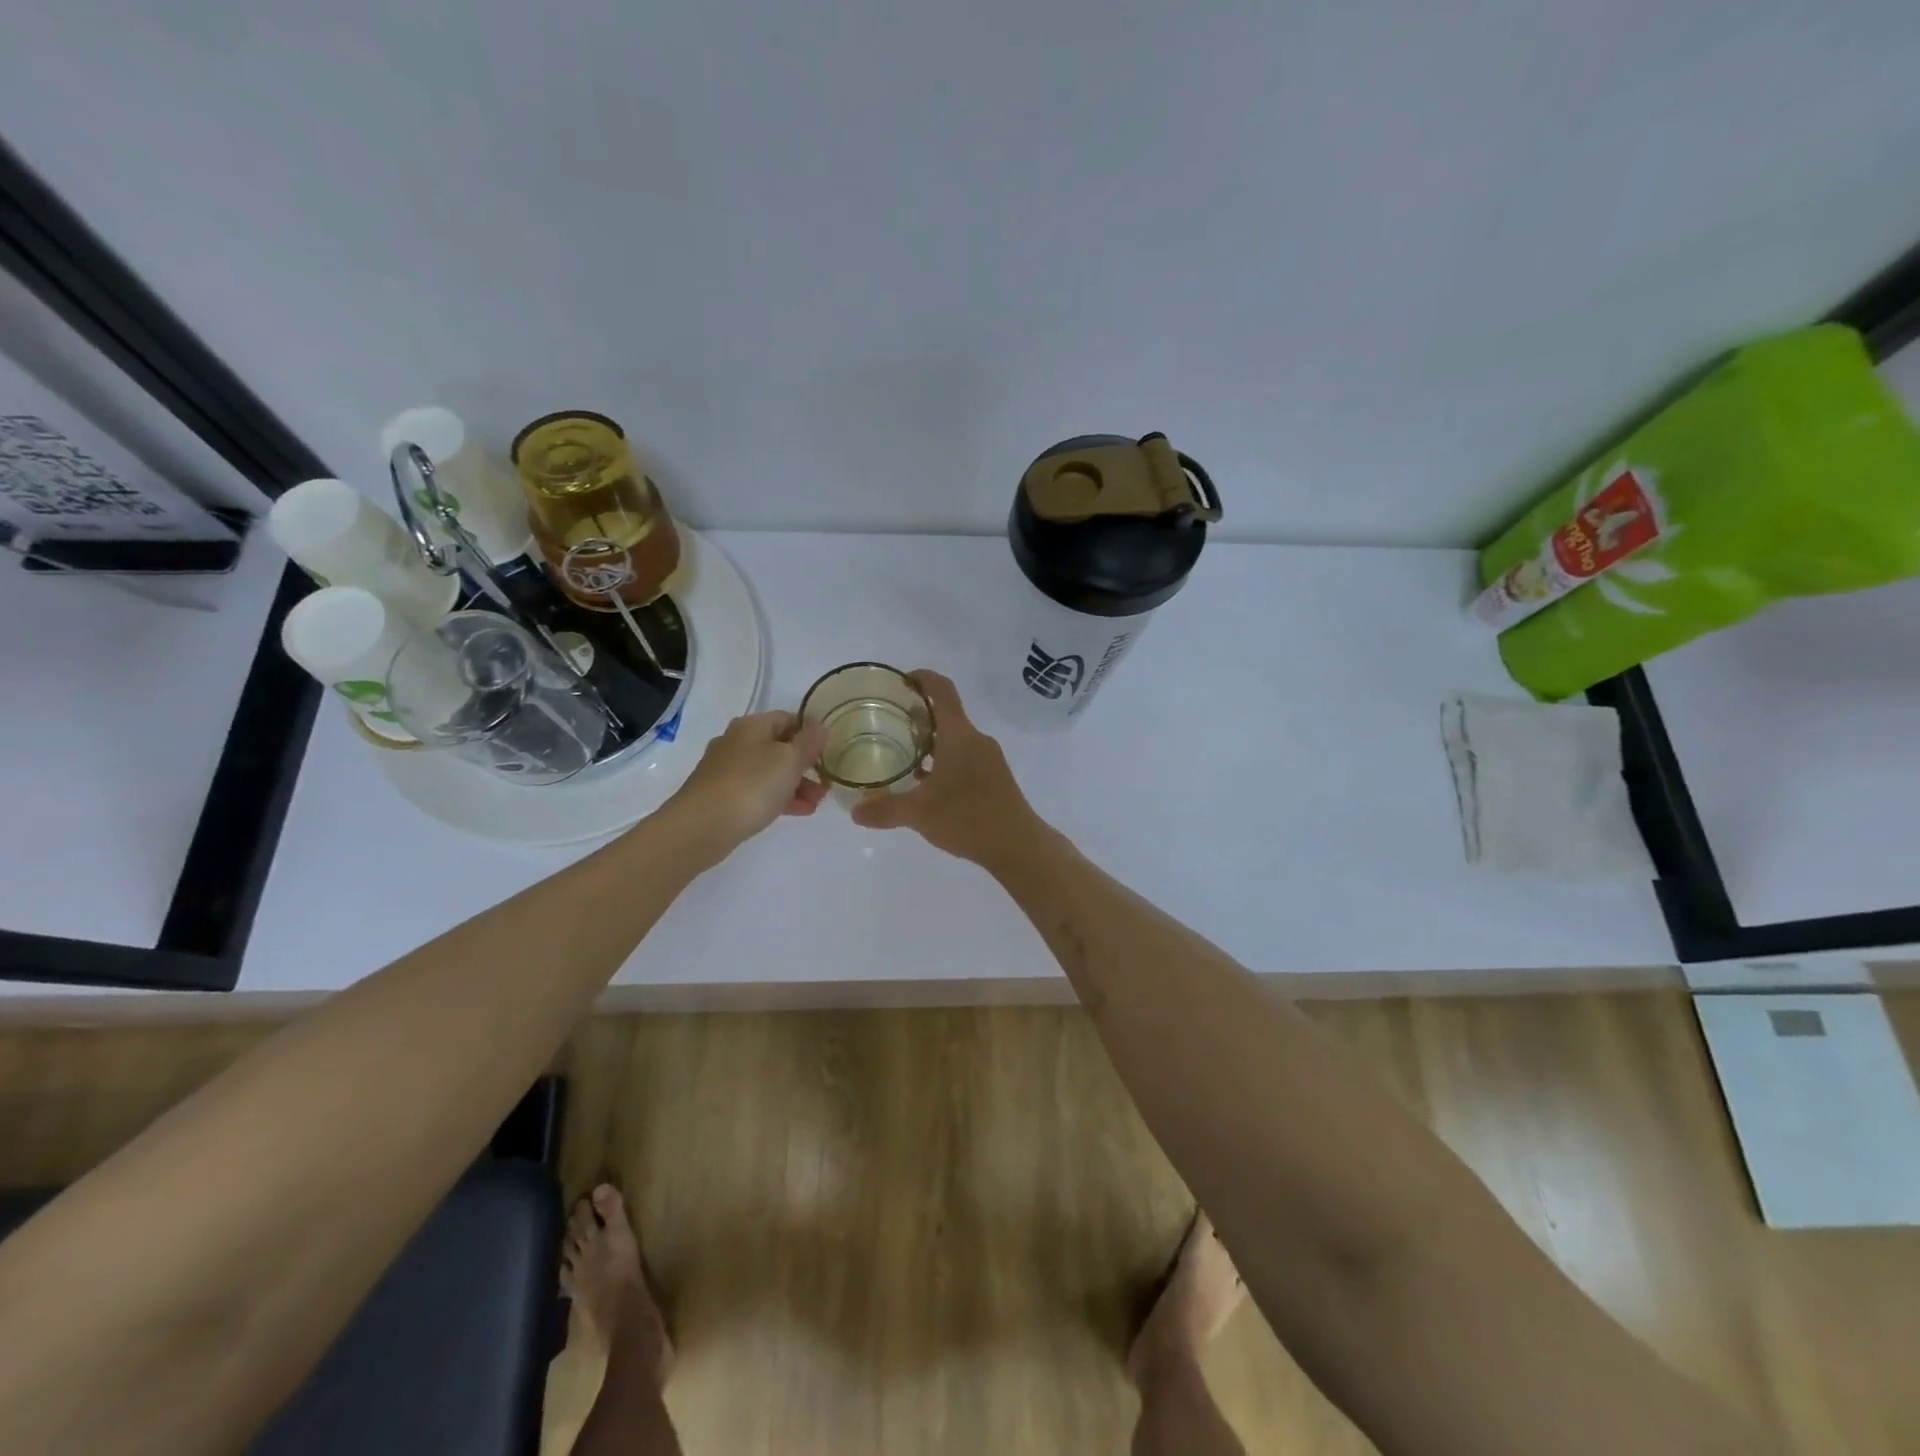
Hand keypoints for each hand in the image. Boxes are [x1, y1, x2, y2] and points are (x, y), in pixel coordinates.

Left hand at [661, 711, 828, 861]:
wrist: (701, 827)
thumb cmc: (751, 786)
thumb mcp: (789, 760)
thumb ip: (809, 742)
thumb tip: (820, 727)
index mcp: (752, 726)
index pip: (789, 718)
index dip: (812, 733)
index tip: (831, 753)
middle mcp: (737, 742)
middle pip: (780, 746)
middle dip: (807, 765)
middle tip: (826, 784)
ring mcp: (727, 770)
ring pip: (770, 771)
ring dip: (797, 784)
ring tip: (816, 803)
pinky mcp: (722, 795)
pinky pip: (758, 790)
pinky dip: (779, 797)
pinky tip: (798, 812)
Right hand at [850, 671, 1041, 865]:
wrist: (1018, 845)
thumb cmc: (968, 818)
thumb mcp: (919, 814)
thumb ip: (886, 809)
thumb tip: (855, 812)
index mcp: (959, 735)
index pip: (941, 690)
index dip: (921, 678)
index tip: (899, 681)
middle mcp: (976, 739)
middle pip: (946, 714)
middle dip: (918, 714)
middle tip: (888, 722)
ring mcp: (989, 758)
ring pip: (955, 738)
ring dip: (930, 740)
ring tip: (901, 753)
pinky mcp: (994, 777)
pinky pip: (964, 756)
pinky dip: (943, 759)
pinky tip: (926, 782)